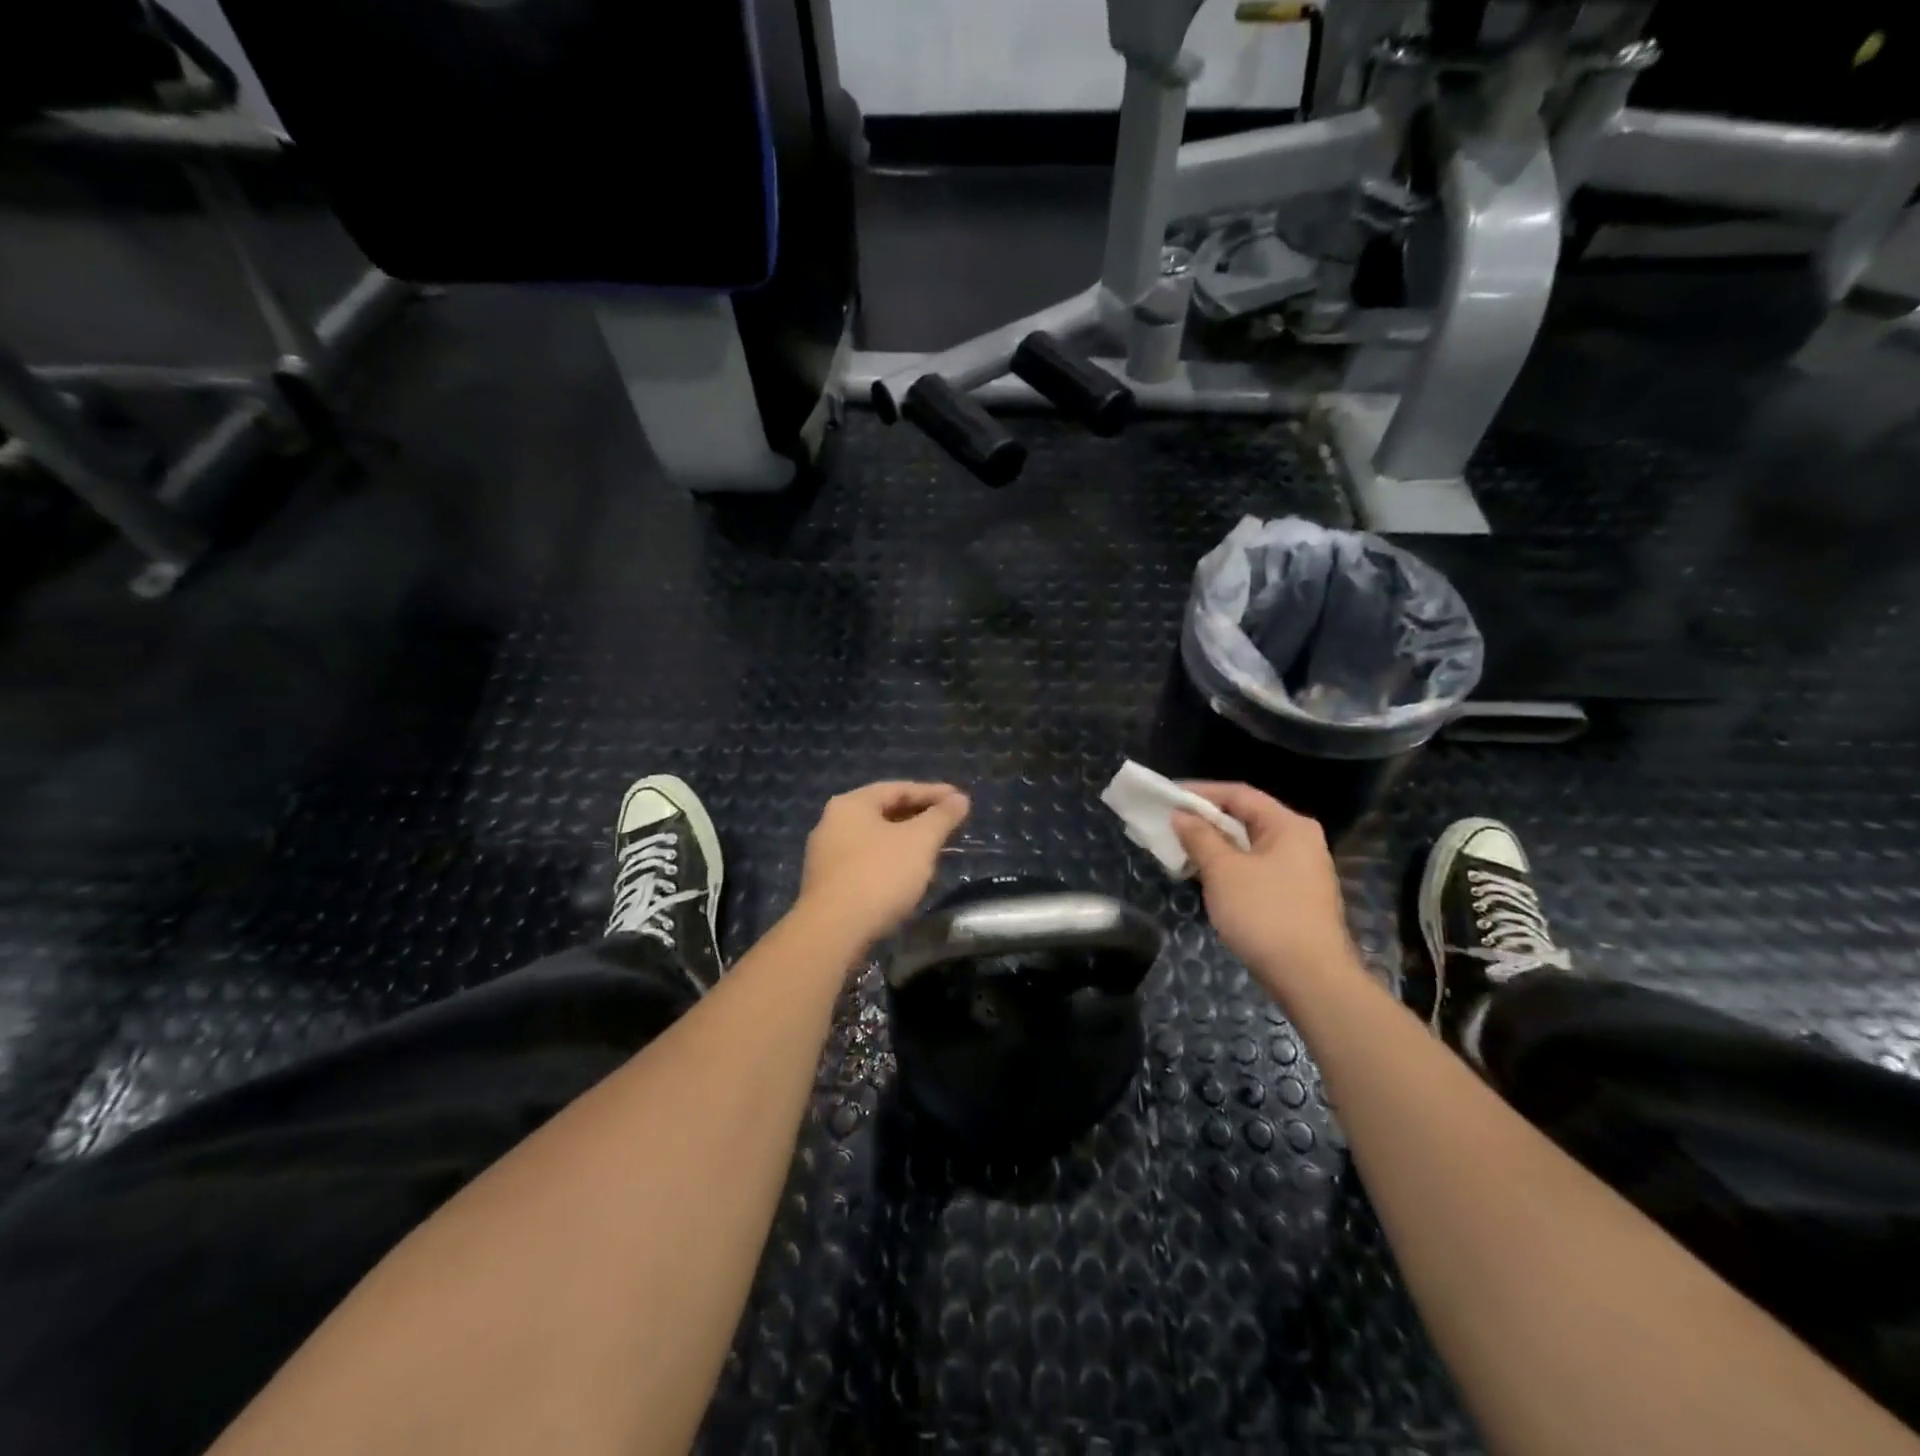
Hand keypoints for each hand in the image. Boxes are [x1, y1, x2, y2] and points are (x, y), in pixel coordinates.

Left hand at [798, 782, 971, 946]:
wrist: (834, 931)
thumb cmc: (879, 875)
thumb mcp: (920, 841)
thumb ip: (942, 817)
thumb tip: (959, 799)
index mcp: (851, 804)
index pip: (898, 789)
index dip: (933, 793)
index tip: (960, 800)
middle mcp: (832, 823)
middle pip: (884, 812)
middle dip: (919, 817)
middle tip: (949, 824)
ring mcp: (826, 855)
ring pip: (875, 839)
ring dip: (905, 841)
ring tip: (933, 850)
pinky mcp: (827, 884)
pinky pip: (866, 862)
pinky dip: (890, 862)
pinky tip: (908, 876)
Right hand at [1172, 783, 1357, 1004]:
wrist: (1310, 978)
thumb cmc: (1265, 914)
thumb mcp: (1223, 871)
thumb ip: (1199, 837)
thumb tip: (1181, 815)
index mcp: (1289, 825)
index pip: (1239, 793)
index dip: (1200, 792)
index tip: (1167, 795)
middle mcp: (1300, 841)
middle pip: (1246, 818)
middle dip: (1205, 820)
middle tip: (1170, 823)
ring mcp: (1301, 870)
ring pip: (1250, 846)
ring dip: (1215, 845)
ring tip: (1181, 849)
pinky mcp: (1296, 896)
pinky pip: (1256, 868)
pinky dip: (1229, 866)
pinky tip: (1206, 877)